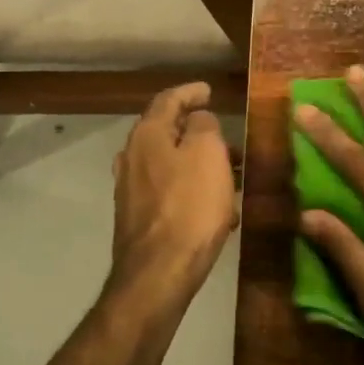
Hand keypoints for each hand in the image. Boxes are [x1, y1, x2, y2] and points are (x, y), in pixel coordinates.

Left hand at [109, 82, 239, 312]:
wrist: (159, 273)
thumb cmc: (189, 205)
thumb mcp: (208, 153)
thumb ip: (203, 126)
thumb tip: (197, 120)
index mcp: (147, 135)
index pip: (168, 99)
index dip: (190, 92)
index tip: (209, 91)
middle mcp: (132, 157)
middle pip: (167, 133)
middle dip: (199, 133)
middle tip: (227, 138)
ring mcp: (131, 190)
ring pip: (171, 165)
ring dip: (200, 165)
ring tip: (232, 176)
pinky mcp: (139, 218)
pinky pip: (171, 193)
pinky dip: (193, 191)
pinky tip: (219, 210)